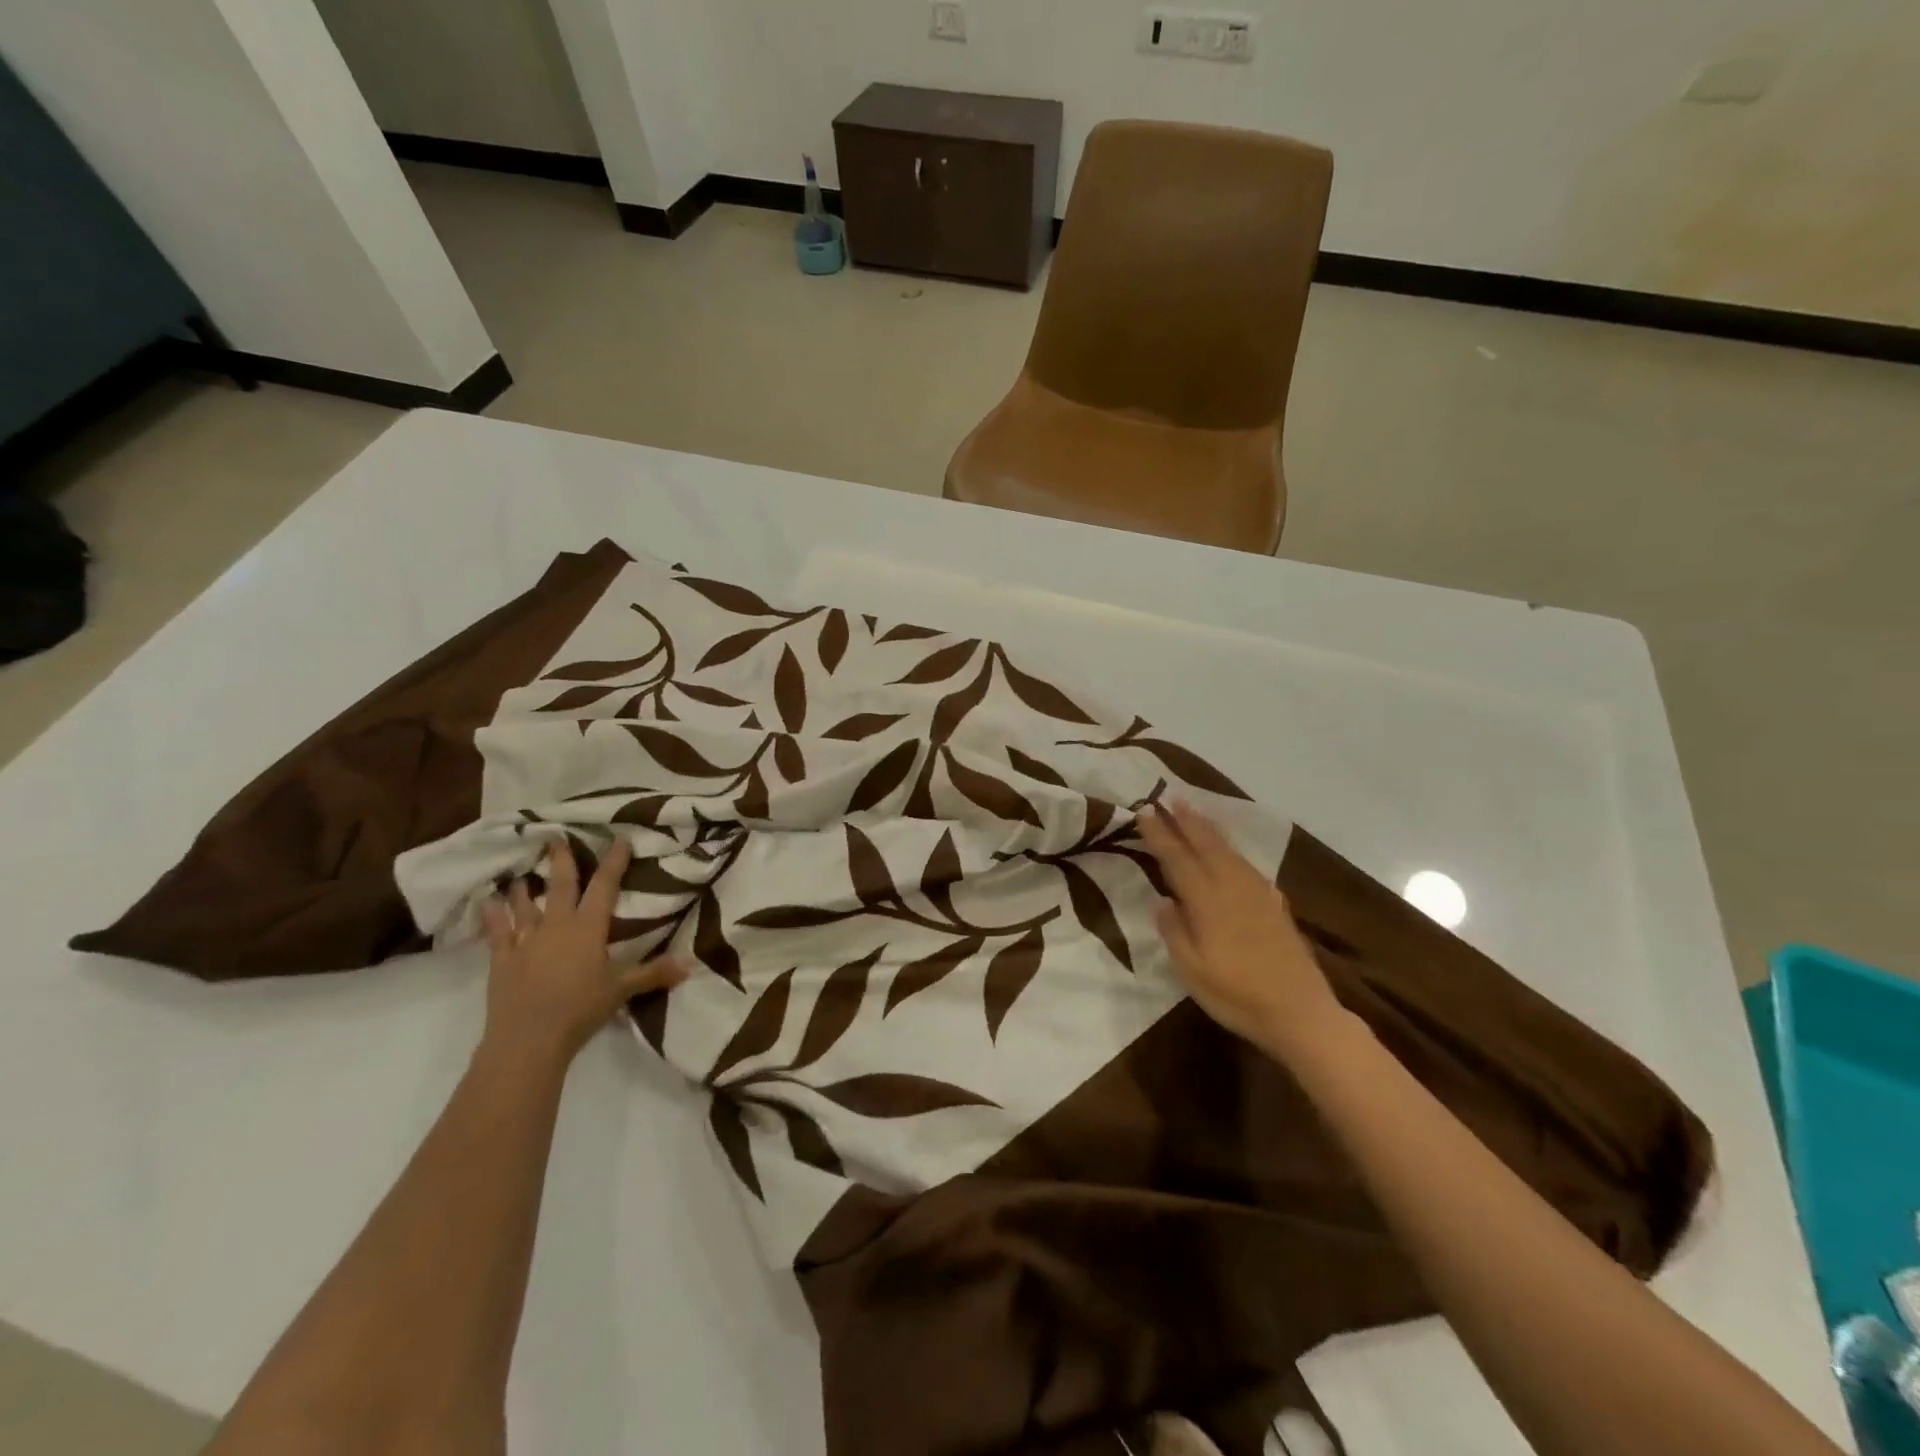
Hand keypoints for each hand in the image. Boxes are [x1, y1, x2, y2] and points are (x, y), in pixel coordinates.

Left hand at [479, 837, 685, 1070]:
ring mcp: (526, 942)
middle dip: (561, 861)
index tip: (619, 840)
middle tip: (556, 838)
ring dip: (524, 889)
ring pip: (525, 906)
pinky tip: (487, 904)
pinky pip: (497, 934)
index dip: (614, 862)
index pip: (605, 887)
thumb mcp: (622, 990)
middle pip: (561, 886)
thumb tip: (690, 965)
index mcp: (588, 928)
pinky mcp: (502, 961)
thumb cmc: (581, 1009)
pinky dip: (493, 917)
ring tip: (521, 874)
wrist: (528, 1039)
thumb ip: (654, 973)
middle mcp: (557, 926)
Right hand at [1138, 802, 1346, 1063]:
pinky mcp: (1276, 905)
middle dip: (1185, 821)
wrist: (1301, 1013)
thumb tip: (1161, 899)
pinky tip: (1231, 852)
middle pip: (1206, 845)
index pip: (1177, 859)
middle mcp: (1232, 887)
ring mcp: (1258, 894)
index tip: (1144, 811)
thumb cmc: (1237, 995)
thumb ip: (1174, 931)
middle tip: (1169, 798)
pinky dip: (1232, 849)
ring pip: (1229, 851)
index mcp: (1207, 901)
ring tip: (1194, 811)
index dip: (1160, 834)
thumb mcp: (1191, 971)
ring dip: (1209, 828)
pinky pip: (1247, 864)